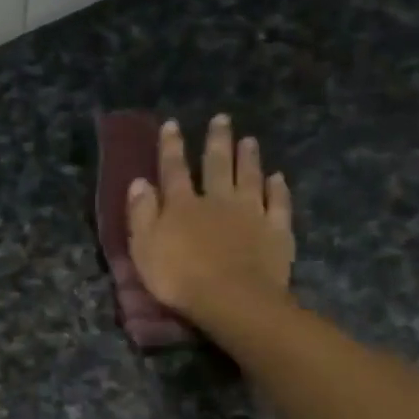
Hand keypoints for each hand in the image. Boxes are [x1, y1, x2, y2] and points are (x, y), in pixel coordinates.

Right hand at [127, 115, 294, 323]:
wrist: (231, 299)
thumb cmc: (179, 278)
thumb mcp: (144, 247)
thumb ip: (141, 213)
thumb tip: (139, 182)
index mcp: (182, 205)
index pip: (174, 169)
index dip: (171, 147)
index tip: (172, 124)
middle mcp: (218, 200)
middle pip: (217, 165)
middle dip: (217, 141)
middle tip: (221, 119)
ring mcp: (251, 213)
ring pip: (250, 178)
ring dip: (249, 158)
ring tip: (250, 140)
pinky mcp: (276, 231)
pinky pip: (278, 204)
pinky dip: (278, 189)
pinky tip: (278, 177)